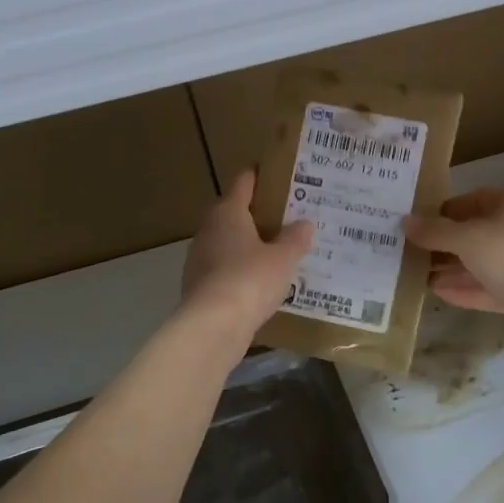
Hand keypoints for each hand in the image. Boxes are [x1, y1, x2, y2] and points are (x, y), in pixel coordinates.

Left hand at [181, 171, 312, 337]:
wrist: (212, 326)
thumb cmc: (250, 279)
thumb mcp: (283, 258)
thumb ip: (295, 239)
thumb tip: (305, 223)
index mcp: (228, 211)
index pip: (244, 181)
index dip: (261, 176)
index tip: (280, 176)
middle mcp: (209, 228)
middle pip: (234, 212)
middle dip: (259, 214)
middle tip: (288, 219)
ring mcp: (199, 257)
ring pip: (228, 241)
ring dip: (249, 245)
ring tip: (278, 252)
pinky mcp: (198, 284)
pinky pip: (225, 268)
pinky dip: (240, 270)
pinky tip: (261, 283)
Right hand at [403, 189, 503, 345]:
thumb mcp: (467, 238)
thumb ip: (435, 231)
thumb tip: (406, 222)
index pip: (475, 199)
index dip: (446, 209)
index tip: (418, 222)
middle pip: (477, 233)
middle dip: (445, 243)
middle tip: (411, 250)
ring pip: (481, 263)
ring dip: (452, 268)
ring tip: (417, 272)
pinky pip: (488, 288)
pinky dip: (465, 289)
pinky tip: (437, 292)